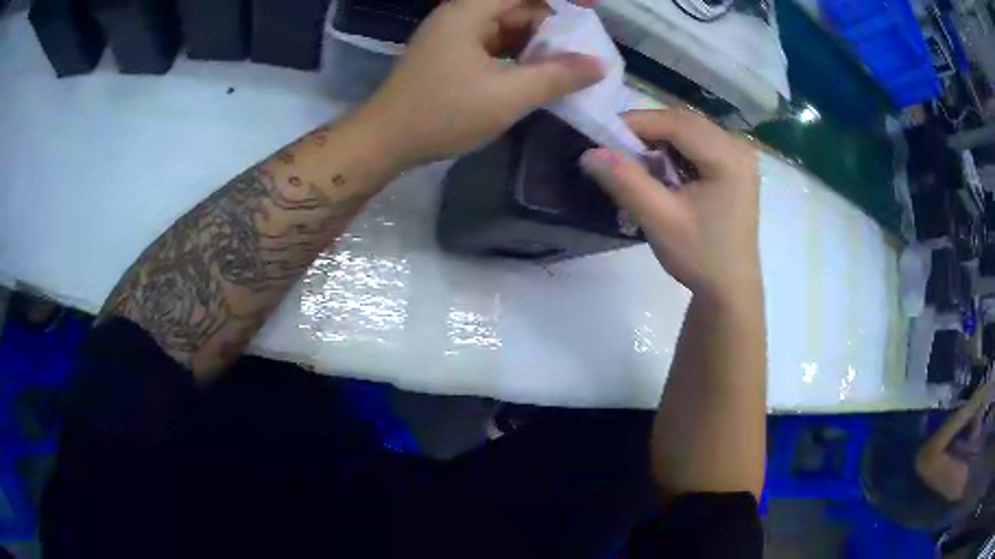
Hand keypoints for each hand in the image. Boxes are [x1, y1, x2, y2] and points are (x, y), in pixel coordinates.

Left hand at [358, 0, 603, 167]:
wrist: (385, 141)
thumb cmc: (442, 113)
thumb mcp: (507, 96)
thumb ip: (556, 77)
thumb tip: (598, 65)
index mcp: (470, 12)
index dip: (562, 0)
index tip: (591, 10)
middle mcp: (461, 15)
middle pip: (517, 7)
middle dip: (553, 26)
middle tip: (582, 52)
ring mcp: (455, 36)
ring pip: (508, 27)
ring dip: (537, 43)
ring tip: (567, 67)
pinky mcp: (452, 55)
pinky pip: (495, 45)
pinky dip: (519, 56)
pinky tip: (537, 75)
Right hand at [580, 109, 760, 300]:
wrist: (730, 289)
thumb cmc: (700, 257)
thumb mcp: (660, 221)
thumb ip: (626, 183)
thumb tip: (589, 153)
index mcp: (729, 158)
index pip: (677, 123)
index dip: (637, 122)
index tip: (602, 136)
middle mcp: (738, 148)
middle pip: (684, 122)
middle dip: (647, 131)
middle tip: (615, 150)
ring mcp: (740, 156)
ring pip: (689, 130)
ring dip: (659, 141)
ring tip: (636, 164)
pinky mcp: (735, 166)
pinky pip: (698, 144)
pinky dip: (674, 151)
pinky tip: (663, 172)